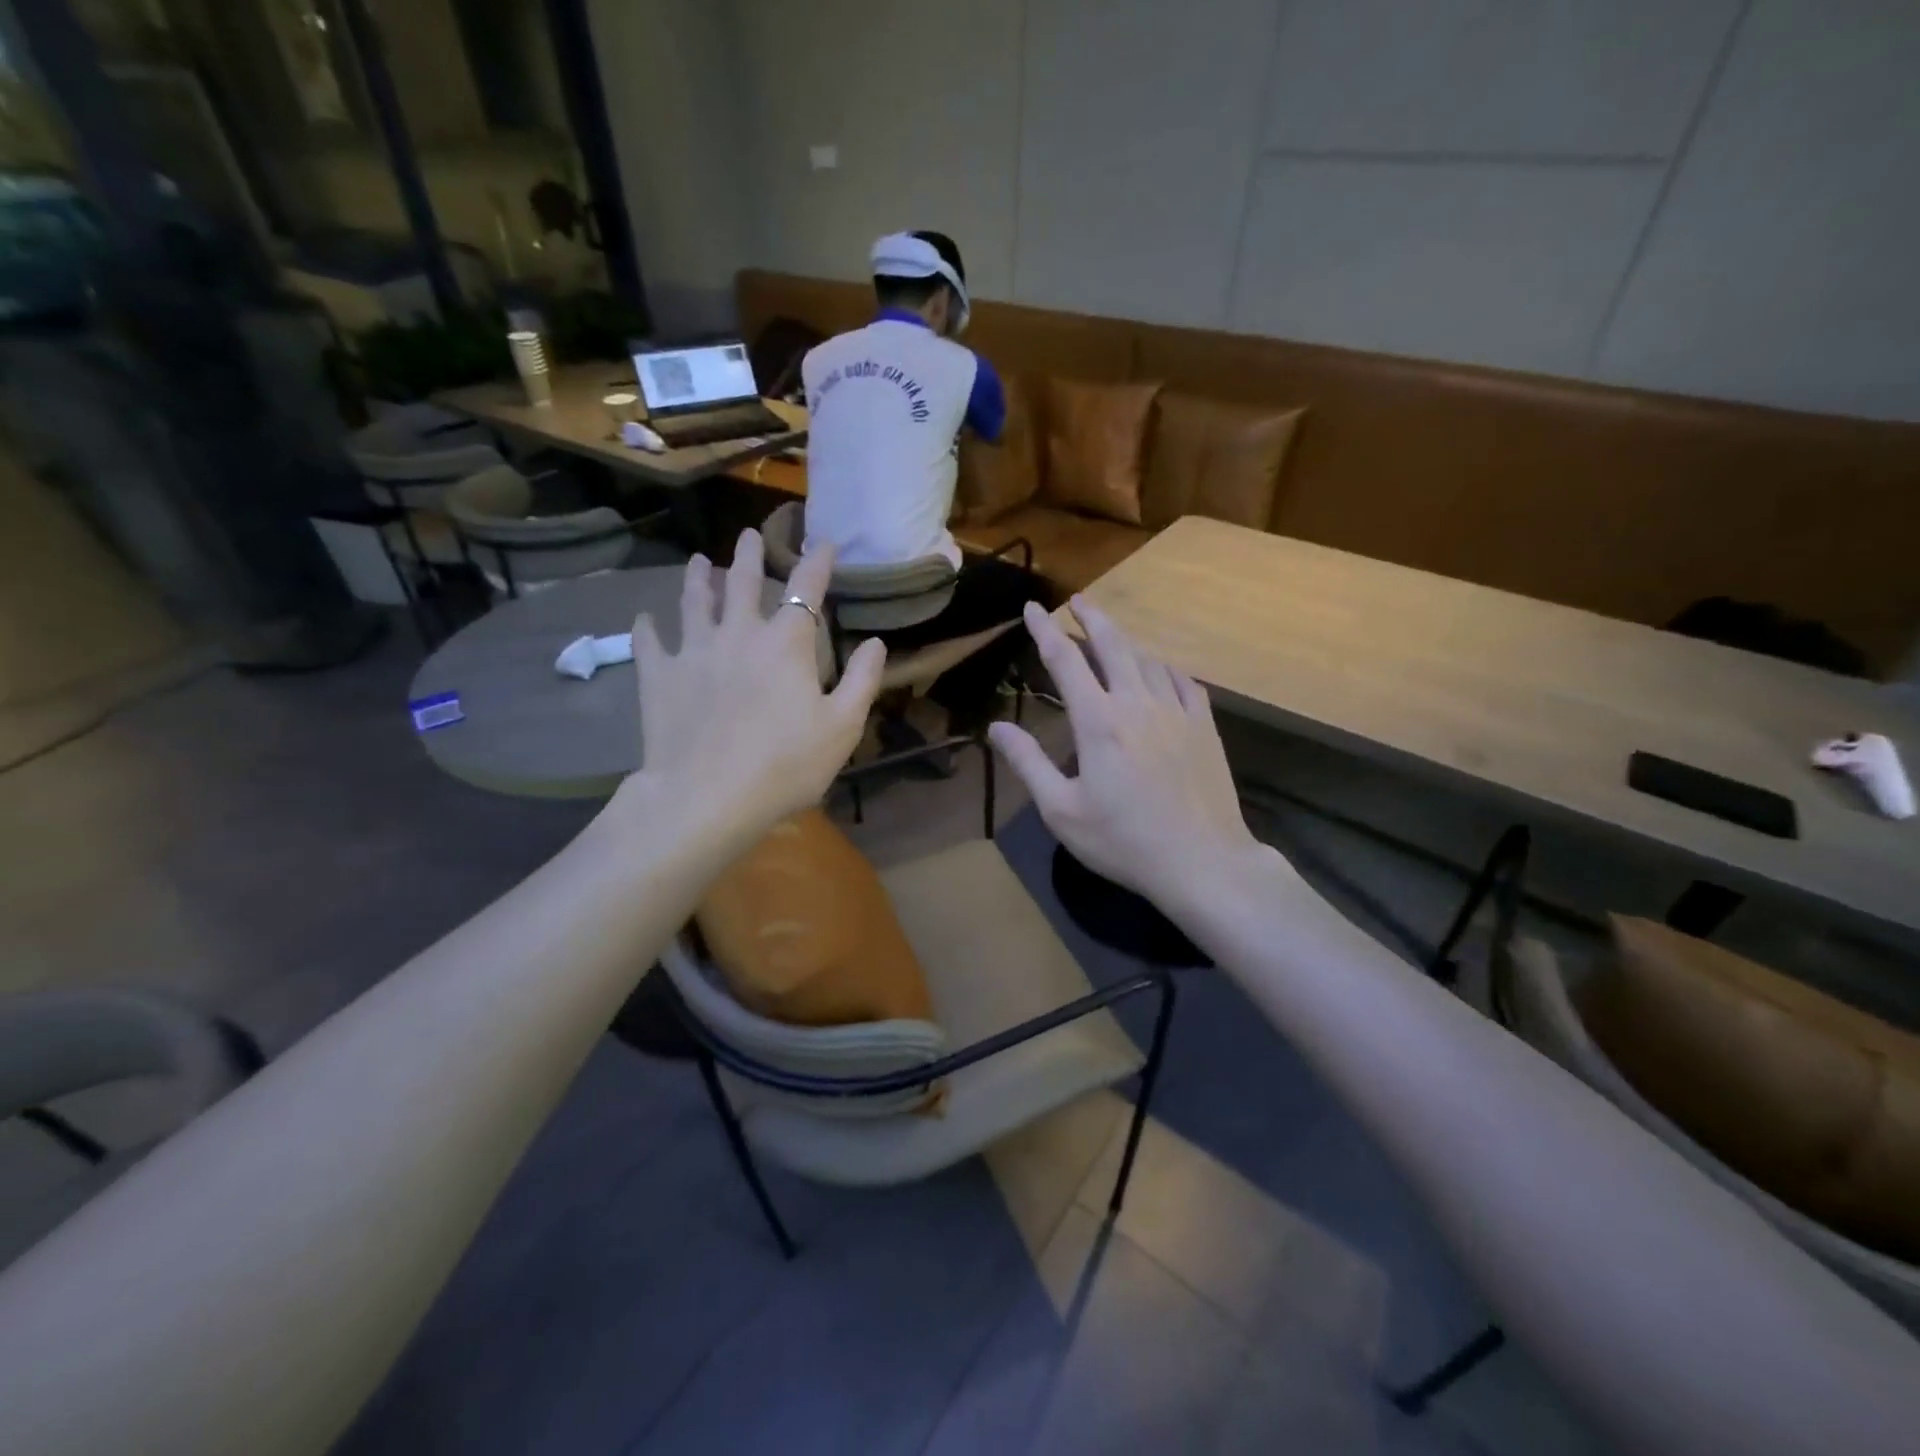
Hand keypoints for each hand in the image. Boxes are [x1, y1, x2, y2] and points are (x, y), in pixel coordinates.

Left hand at [628, 529, 884, 847]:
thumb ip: (861, 680)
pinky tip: (646, 618)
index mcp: (786, 643)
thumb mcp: (842, 727)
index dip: (817, 562)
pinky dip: (648, 627)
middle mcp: (739, 634)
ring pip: (695, 602)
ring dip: (699, 578)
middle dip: (749, 554)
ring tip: (699, 561)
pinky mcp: (659, 676)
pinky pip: (650, 642)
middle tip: (749, 534)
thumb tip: (876, 642)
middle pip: (744, 582)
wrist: (708, 797)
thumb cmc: (786, 765)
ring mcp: (694, 651)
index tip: (822, 541)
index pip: (806, 588)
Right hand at [989, 597, 1262, 917]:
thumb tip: (996, 727)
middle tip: (1077, 600)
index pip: (1065, 660)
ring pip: (1148, 659)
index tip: (1033, 607)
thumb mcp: (1061, 810)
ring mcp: (1177, 712)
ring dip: (1125, 640)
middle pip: (1113, 644)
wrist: (1203, 862)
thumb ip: (1028, 763)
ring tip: (1111, 632)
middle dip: (1091, 617)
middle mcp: (1137, 703)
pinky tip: (1159, 670)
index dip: (1046, 630)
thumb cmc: (1123, 841)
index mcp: (1098, 721)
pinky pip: (1183, 681)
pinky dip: (1163, 667)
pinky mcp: (1205, 727)